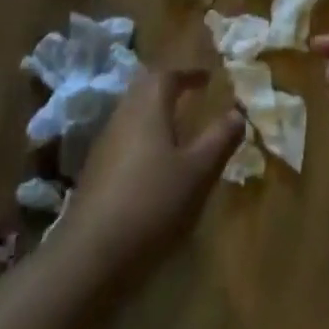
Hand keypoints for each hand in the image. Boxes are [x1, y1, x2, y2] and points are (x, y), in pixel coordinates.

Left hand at [64, 69, 244, 271]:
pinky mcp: (95, 172)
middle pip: (143, 89)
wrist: (91, 254)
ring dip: (154, 112)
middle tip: (191, 94)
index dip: (188, 73)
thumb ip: (220, 139)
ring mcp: (104, 145)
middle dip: (168, 87)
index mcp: (147, 109)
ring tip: (178, 127)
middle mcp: (122, 117)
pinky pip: (123, 139)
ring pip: (131, 114)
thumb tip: (237, 112)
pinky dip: (143, 137)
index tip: (208, 78)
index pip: (166, 75)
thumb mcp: (198, 172)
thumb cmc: (153, 203)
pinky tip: (154, 163)